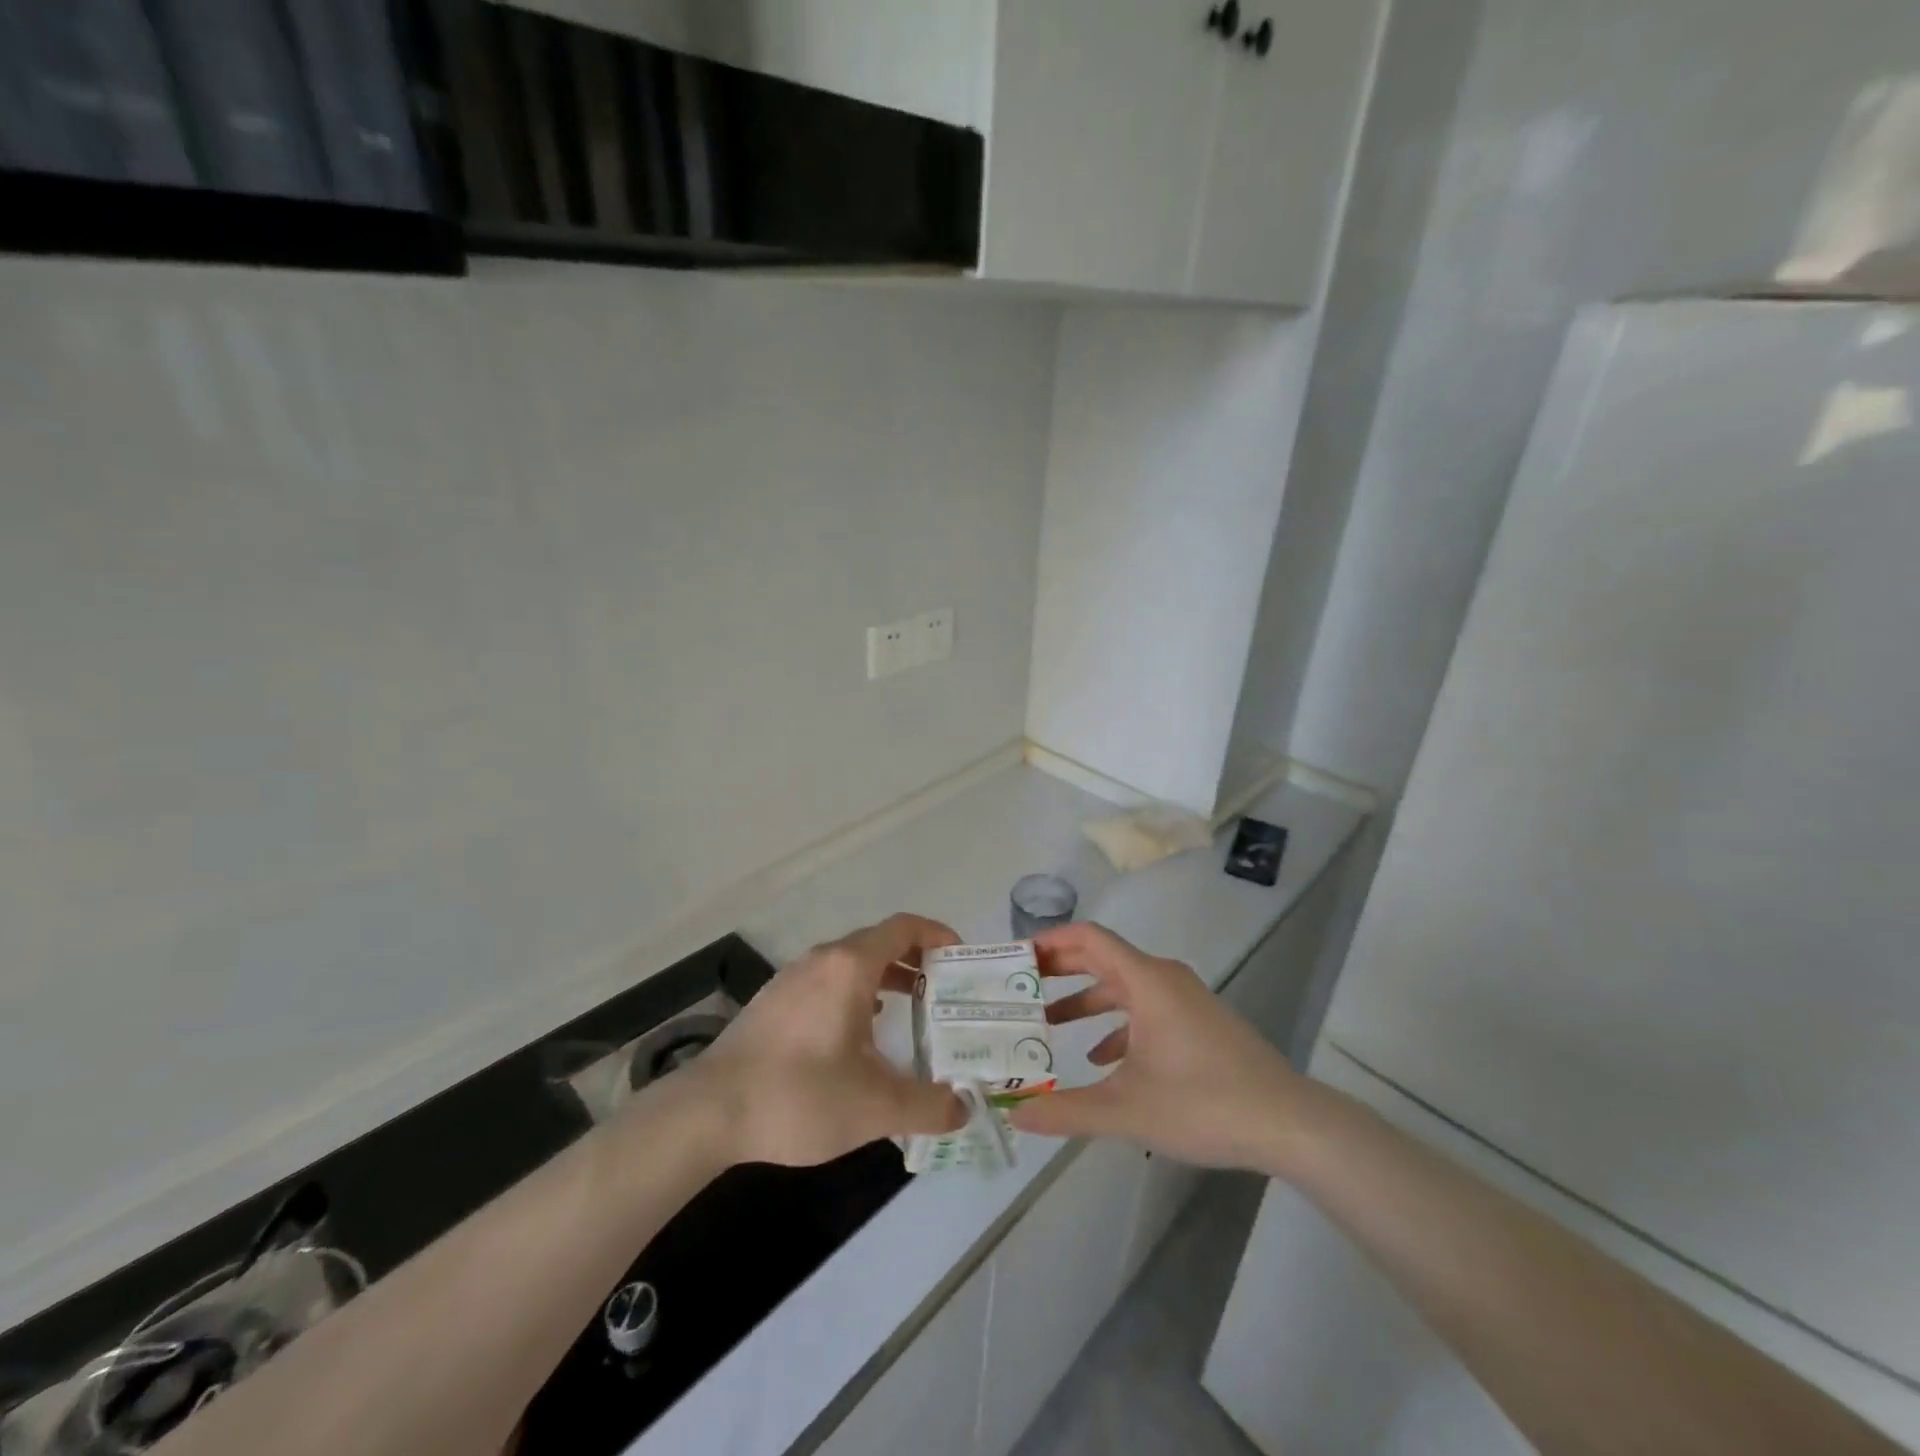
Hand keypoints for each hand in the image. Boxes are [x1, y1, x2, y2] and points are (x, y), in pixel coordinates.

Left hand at [684, 914, 967, 1166]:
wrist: (707, 1112)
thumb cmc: (798, 1096)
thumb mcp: (875, 1106)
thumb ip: (928, 1105)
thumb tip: (964, 1108)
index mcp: (850, 967)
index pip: (904, 927)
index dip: (938, 935)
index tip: (961, 959)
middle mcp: (822, 960)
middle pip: (879, 942)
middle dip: (916, 960)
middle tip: (944, 991)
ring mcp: (792, 978)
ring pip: (850, 963)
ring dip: (884, 977)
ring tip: (909, 1009)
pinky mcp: (773, 1002)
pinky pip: (827, 981)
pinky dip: (855, 992)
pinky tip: (858, 1033)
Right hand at [1007, 921, 1307, 1171]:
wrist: (1290, 1124)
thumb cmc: (1204, 1103)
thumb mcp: (1127, 1110)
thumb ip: (1066, 1111)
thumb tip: (1014, 1113)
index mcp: (1146, 981)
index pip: (1089, 938)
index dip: (1049, 941)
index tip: (1016, 957)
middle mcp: (1164, 978)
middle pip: (1102, 957)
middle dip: (1060, 969)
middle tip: (1021, 985)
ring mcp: (1185, 1000)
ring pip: (1124, 987)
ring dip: (1086, 1001)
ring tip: (1049, 1024)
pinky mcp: (1198, 1022)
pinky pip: (1146, 1009)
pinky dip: (1117, 1024)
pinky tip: (1100, 1059)